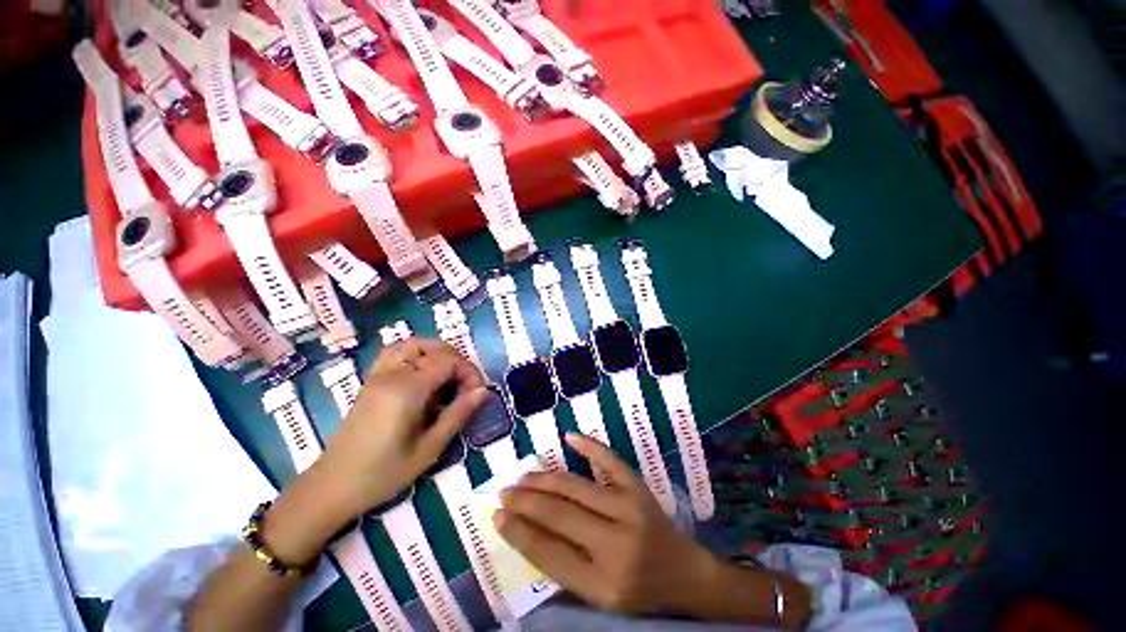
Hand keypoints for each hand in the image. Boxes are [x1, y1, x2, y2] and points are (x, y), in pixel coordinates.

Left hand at [317, 338, 487, 520]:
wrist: (332, 487)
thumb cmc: (383, 474)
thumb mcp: (429, 449)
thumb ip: (458, 415)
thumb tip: (484, 391)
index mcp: (407, 390)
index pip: (448, 362)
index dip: (469, 372)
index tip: (477, 393)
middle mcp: (392, 374)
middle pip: (434, 348)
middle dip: (457, 361)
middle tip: (465, 386)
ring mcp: (378, 375)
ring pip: (413, 344)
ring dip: (437, 353)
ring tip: (448, 376)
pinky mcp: (371, 381)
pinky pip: (395, 353)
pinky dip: (416, 354)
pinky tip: (423, 375)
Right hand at [494, 433, 716, 614]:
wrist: (683, 572)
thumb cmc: (638, 590)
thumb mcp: (599, 596)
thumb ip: (563, 568)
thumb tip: (525, 531)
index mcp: (604, 584)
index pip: (549, 553)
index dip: (519, 533)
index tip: (497, 517)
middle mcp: (617, 545)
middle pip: (559, 515)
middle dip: (525, 501)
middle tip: (504, 492)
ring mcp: (630, 509)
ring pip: (575, 487)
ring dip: (544, 479)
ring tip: (523, 477)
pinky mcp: (639, 487)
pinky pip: (608, 460)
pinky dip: (588, 445)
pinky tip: (569, 437)